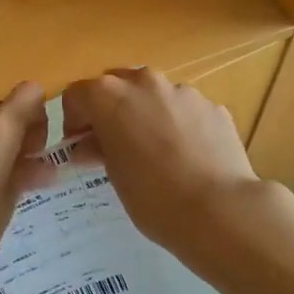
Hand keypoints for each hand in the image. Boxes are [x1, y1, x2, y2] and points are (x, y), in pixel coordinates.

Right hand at [61, 68, 270, 265]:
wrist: (219, 210)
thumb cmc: (153, 196)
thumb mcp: (114, 175)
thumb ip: (98, 149)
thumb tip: (90, 145)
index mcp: (110, 96)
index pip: (77, 95)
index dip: (74, 121)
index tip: (79, 147)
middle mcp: (145, 83)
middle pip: (117, 86)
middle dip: (110, 110)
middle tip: (113, 145)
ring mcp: (183, 92)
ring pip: (154, 95)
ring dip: (146, 115)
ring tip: (155, 153)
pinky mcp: (213, 107)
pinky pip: (185, 111)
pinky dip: (178, 125)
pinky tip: (187, 158)